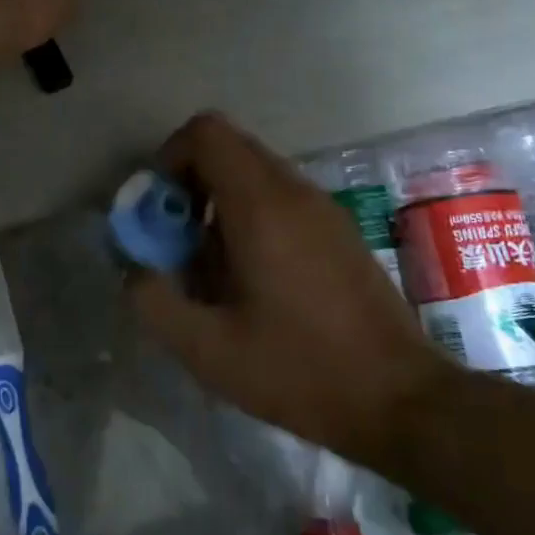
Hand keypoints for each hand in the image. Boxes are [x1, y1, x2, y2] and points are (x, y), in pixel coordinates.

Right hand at [129, 113, 454, 464]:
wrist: (402, 401)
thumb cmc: (301, 371)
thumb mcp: (208, 350)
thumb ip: (154, 302)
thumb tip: (132, 269)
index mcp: (261, 206)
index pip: (206, 133)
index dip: (169, 157)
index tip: (160, 210)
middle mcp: (294, 192)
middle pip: (228, 148)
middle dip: (189, 183)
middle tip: (177, 239)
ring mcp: (323, 208)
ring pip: (253, 173)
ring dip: (218, 202)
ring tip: (210, 266)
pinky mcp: (339, 230)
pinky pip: (279, 197)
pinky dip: (249, 216)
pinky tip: (250, 279)